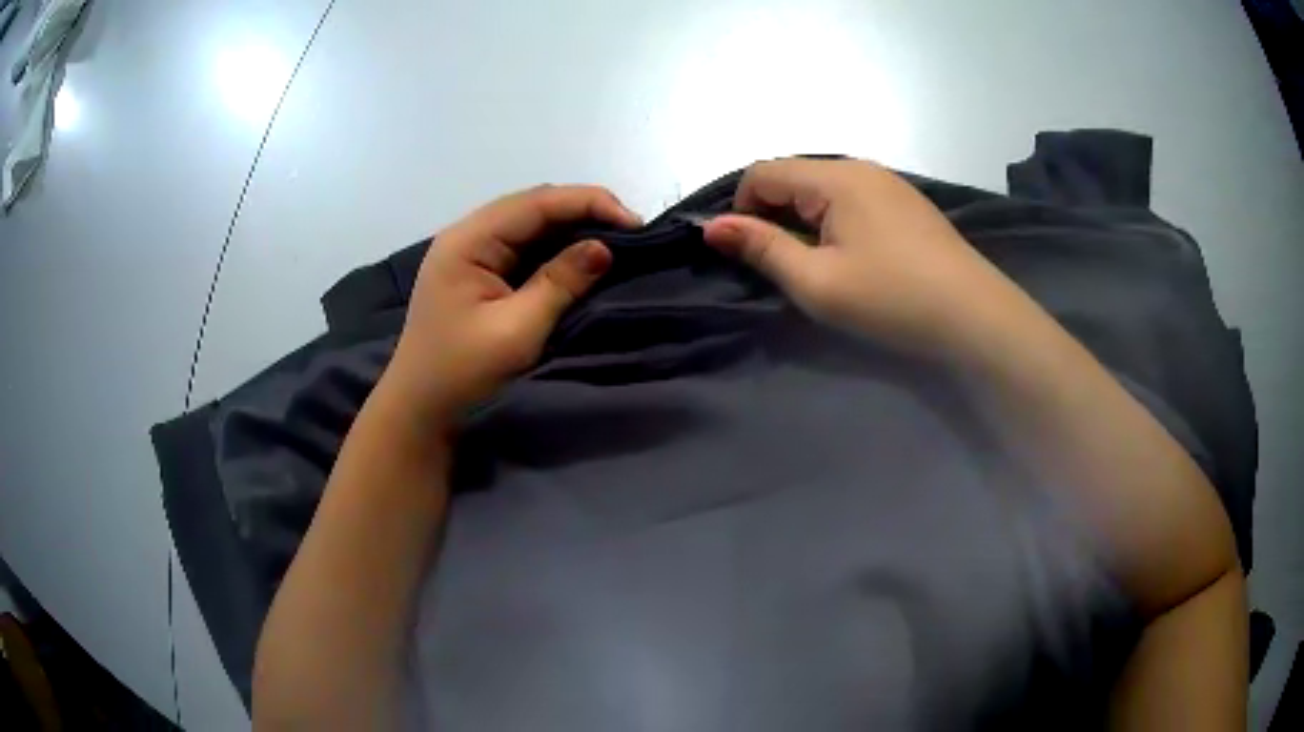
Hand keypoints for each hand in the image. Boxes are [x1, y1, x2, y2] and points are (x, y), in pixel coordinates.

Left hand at [383, 184, 640, 422]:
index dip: (589, 203)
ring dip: (573, 230)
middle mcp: (468, 236)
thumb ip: (560, 283)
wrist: (420, 414)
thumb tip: (604, 247)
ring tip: (616, 244)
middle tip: (631, 234)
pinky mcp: (478, 275)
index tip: (635, 223)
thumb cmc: (462, 374)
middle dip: (584, 212)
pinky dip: (556, 250)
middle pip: (533, 207)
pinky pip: (523, 249)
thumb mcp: (516, 330)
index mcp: (468, 240)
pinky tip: (582, 259)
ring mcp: (471, 255)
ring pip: (530, 226)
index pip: (536, 203)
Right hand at [702, 158, 1016, 356]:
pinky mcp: (906, 203)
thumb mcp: (817, 282)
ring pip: (823, 188)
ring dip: (803, 219)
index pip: (762, 171)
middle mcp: (860, 167)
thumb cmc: (892, 299)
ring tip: (817, 264)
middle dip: (773, 214)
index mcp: (834, 177)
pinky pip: (852, 198)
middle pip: (793, 176)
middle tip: (782, 266)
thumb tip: (711, 226)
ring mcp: (888, 183)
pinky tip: (853, 257)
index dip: (741, 208)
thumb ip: (762, 248)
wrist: (974, 316)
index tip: (747, 253)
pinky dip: (834, 221)